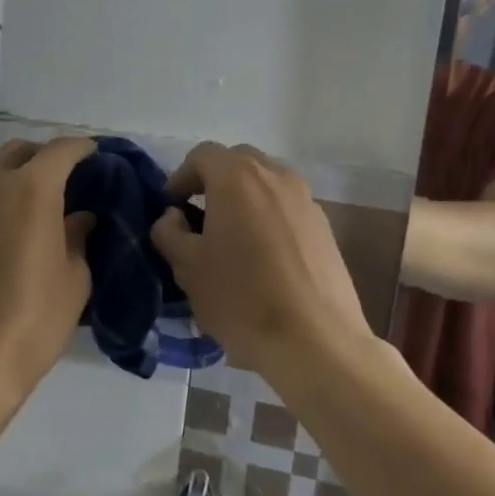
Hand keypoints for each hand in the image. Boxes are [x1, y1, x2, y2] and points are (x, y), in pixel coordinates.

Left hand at [0, 137, 95, 395]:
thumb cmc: (32, 319)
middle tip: (64, 180)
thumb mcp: (74, 279)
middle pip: (21, 151)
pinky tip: (3, 226)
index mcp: (32, 188)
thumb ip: (78, 236)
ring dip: (14, 174)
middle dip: (45, 157)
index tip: (95, 156)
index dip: (83, 149)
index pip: (62, 149)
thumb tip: (79, 217)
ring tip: (32, 203)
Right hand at [150, 142, 371, 379]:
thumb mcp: (188, 268)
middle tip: (199, 216)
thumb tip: (173, 217)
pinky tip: (263, 257)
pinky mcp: (324, 226)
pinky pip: (287, 206)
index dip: (181, 177)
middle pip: (238, 161)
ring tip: (232, 237)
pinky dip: (269, 216)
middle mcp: (276, 175)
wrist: (316, 341)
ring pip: (267, 182)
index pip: (202, 155)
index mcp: (237, 177)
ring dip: (244, 198)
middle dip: (214, 181)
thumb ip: (170, 232)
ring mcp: (306, 199)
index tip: (172, 208)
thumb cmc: (242, 299)